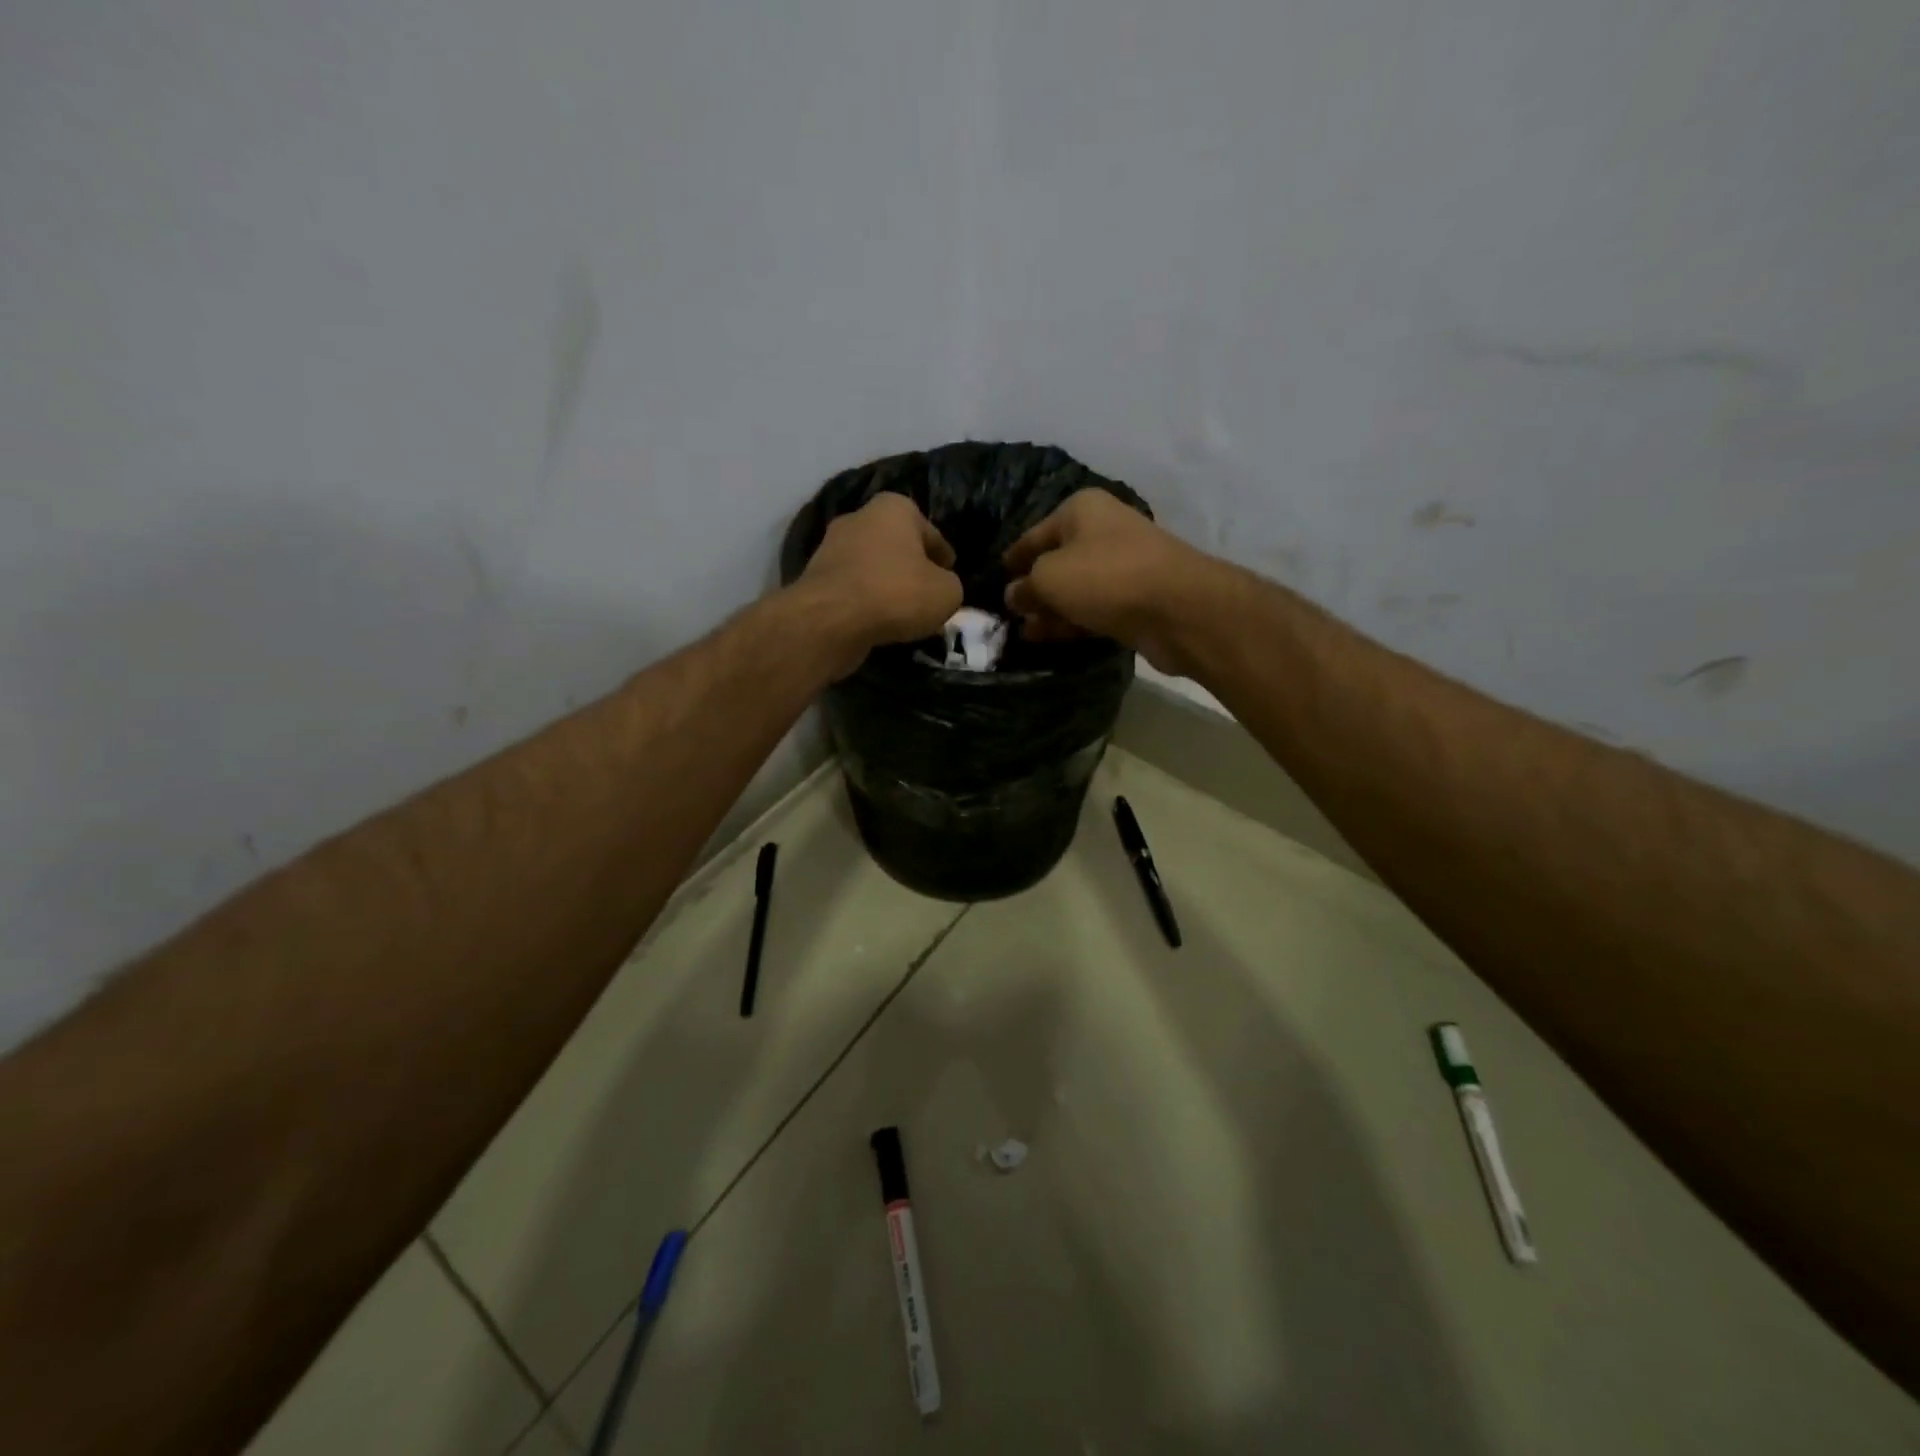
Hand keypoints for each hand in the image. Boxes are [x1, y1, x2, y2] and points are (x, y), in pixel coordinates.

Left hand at [793, 493, 962, 676]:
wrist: (831, 619)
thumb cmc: (896, 593)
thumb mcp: (947, 592)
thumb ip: (950, 585)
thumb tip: (941, 588)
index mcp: (894, 508)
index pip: (931, 533)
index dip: (944, 557)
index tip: (950, 576)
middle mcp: (859, 518)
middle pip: (898, 547)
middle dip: (912, 569)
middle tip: (928, 596)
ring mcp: (831, 547)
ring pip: (873, 568)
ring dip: (888, 587)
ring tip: (905, 616)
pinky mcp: (815, 578)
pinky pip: (853, 589)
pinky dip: (866, 603)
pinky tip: (879, 624)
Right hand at [1002, 489, 1221, 675]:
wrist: (1177, 608)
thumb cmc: (1105, 577)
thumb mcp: (1049, 577)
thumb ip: (1025, 586)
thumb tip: (1013, 595)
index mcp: (1080, 510)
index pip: (1033, 535)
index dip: (1012, 559)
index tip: (994, 579)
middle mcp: (1102, 531)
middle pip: (1055, 561)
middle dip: (1031, 588)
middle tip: (1006, 614)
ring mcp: (1121, 567)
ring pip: (1074, 589)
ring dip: (1049, 609)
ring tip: (1021, 632)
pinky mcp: (1134, 600)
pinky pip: (1092, 609)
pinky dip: (1071, 621)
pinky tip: (1047, 637)